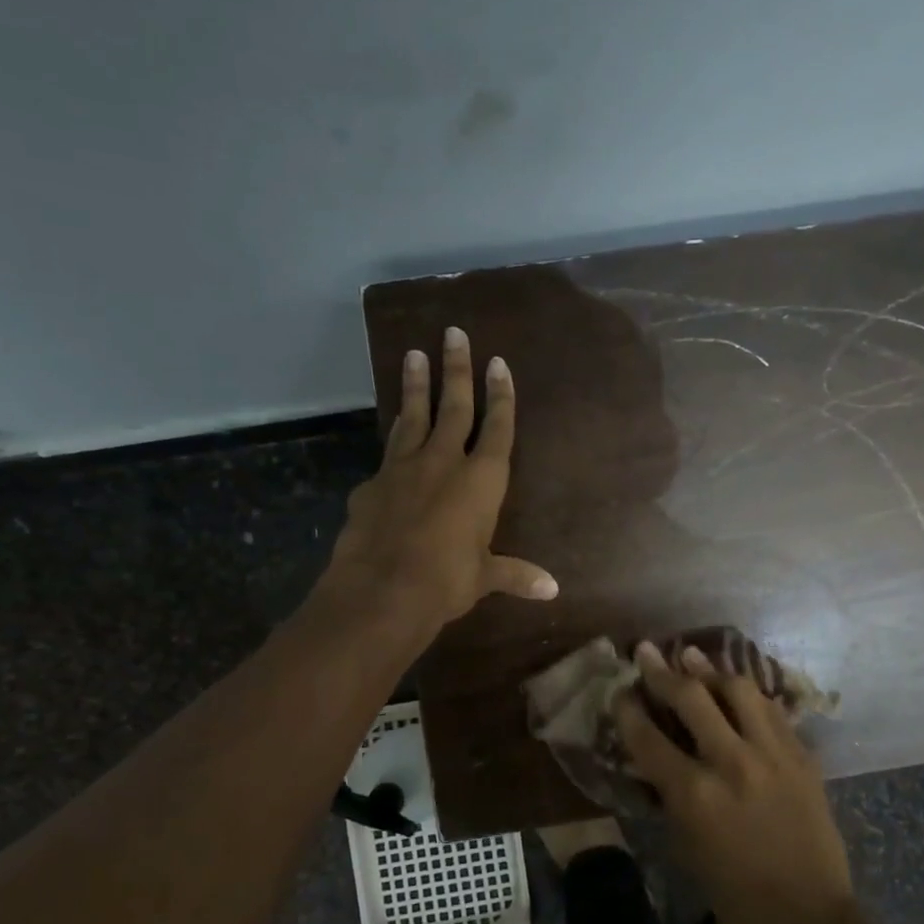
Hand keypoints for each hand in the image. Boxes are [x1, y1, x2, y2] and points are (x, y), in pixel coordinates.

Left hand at [326, 327, 557, 630]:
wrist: (381, 590)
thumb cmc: (446, 581)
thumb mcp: (484, 577)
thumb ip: (515, 575)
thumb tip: (551, 590)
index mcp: (481, 481)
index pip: (497, 428)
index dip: (500, 396)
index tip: (497, 362)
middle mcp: (444, 463)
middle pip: (453, 406)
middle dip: (456, 369)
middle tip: (453, 333)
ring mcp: (403, 468)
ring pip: (413, 416)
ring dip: (416, 385)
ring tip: (414, 354)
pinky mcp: (372, 484)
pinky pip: (388, 452)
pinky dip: (395, 437)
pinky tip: (394, 430)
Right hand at [615, 641, 855, 923]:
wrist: (808, 918)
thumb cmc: (735, 893)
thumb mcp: (686, 845)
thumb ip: (670, 793)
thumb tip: (657, 754)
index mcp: (694, 794)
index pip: (648, 736)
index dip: (628, 708)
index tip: (620, 690)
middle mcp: (732, 762)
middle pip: (692, 696)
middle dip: (663, 671)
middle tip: (648, 652)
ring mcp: (773, 754)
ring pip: (739, 689)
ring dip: (711, 670)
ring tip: (693, 657)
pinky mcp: (802, 756)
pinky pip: (772, 710)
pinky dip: (749, 696)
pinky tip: (737, 690)